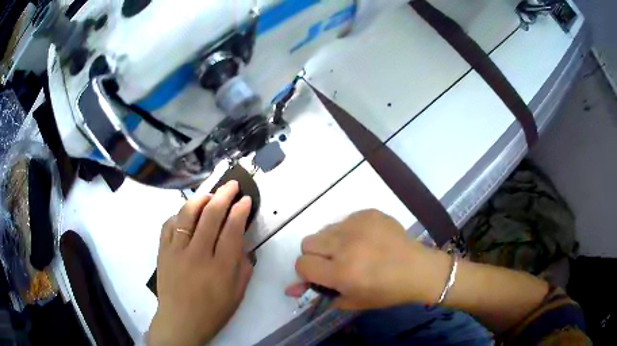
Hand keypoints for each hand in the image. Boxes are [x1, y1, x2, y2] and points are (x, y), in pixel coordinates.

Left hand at [148, 181, 253, 345]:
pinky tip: (186, 214)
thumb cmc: (213, 311)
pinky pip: (169, 224)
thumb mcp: (237, 294)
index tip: (245, 199)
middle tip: (232, 185)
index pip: (232, 229)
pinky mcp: (163, 251)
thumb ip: (243, 266)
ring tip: (209, 195)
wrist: (181, 321)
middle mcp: (198, 255)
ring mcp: (176, 251)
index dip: (240, 210)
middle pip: (211, 215)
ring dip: (200, 199)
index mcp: (220, 268)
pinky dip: (179, 214)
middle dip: (224, 195)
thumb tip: (242, 242)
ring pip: (187, 214)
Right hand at [285, 210, 449, 309]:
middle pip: (307, 243)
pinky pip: (344, 220)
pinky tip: (366, 241)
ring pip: (324, 230)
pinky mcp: (368, 213)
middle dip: (316, 255)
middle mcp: (345, 246)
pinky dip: (348, 232)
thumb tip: (289, 289)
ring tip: (353, 251)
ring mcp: (357, 225)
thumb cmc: (386, 292)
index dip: (308, 272)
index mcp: (341, 272)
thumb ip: (319, 293)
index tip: (321, 275)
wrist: (418, 269)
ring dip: (331, 242)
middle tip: (334, 263)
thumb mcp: (351, 300)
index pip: (301, 264)